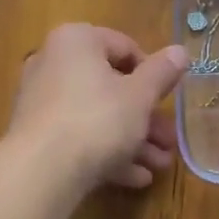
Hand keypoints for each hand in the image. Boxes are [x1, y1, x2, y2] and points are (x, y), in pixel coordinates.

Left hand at [6, 24, 187, 191]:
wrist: (42, 171)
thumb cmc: (98, 120)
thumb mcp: (140, 96)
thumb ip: (162, 72)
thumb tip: (180, 51)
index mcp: (76, 41)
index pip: (125, 47)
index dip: (153, 74)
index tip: (169, 99)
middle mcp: (53, 64)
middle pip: (112, 88)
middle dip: (147, 118)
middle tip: (170, 140)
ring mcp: (42, 102)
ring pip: (98, 117)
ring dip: (133, 141)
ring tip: (159, 165)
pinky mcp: (38, 136)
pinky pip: (79, 138)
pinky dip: (107, 153)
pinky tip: (135, 177)